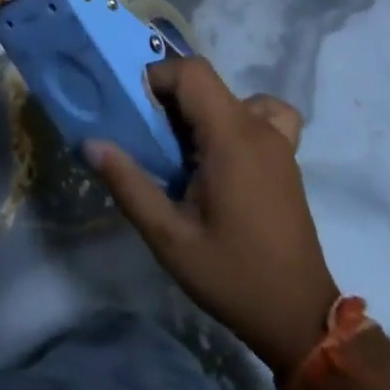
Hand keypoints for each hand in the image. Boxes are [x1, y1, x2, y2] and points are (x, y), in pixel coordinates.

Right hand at [87, 57, 335, 386]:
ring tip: (183, 149)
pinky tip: (224, 151)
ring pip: (230, 95)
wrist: (298, 317)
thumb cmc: (231, 276)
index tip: (136, 112)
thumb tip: (91, 143)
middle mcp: (258, 127)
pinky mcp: (286, 156)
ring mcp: (278, 141)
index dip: (157, 78)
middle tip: (151, 141)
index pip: (191, 72)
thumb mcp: (169, 237)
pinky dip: (238, 117)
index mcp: (231, 137)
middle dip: (170, 98)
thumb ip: (128, 184)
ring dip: (199, 108)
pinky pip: (263, 114)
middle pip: (207, 81)